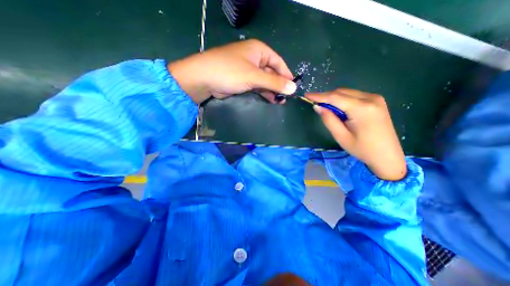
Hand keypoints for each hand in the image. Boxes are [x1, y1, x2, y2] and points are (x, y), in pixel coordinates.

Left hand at [168, 38, 297, 103]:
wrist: (204, 79)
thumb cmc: (230, 72)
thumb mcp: (254, 76)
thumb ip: (274, 82)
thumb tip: (293, 88)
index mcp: (259, 50)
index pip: (278, 62)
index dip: (286, 75)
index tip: (293, 88)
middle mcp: (254, 58)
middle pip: (272, 72)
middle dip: (279, 85)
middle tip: (286, 98)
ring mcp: (248, 70)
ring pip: (264, 81)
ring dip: (272, 90)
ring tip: (279, 101)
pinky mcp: (242, 80)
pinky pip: (257, 86)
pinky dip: (263, 92)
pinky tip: (270, 99)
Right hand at [306, 88, 406, 180]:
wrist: (387, 156)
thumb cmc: (362, 149)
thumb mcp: (341, 136)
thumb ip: (328, 120)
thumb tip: (318, 107)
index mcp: (362, 109)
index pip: (335, 97)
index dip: (319, 96)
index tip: (307, 95)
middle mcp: (370, 98)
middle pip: (341, 92)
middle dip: (326, 96)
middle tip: (315, 104)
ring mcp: (375, 98)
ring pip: (347, 92)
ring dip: (334, 98)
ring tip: (326, 108)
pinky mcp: (376, 101)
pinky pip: (354, 96)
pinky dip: (343, 100)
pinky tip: (339, 109)